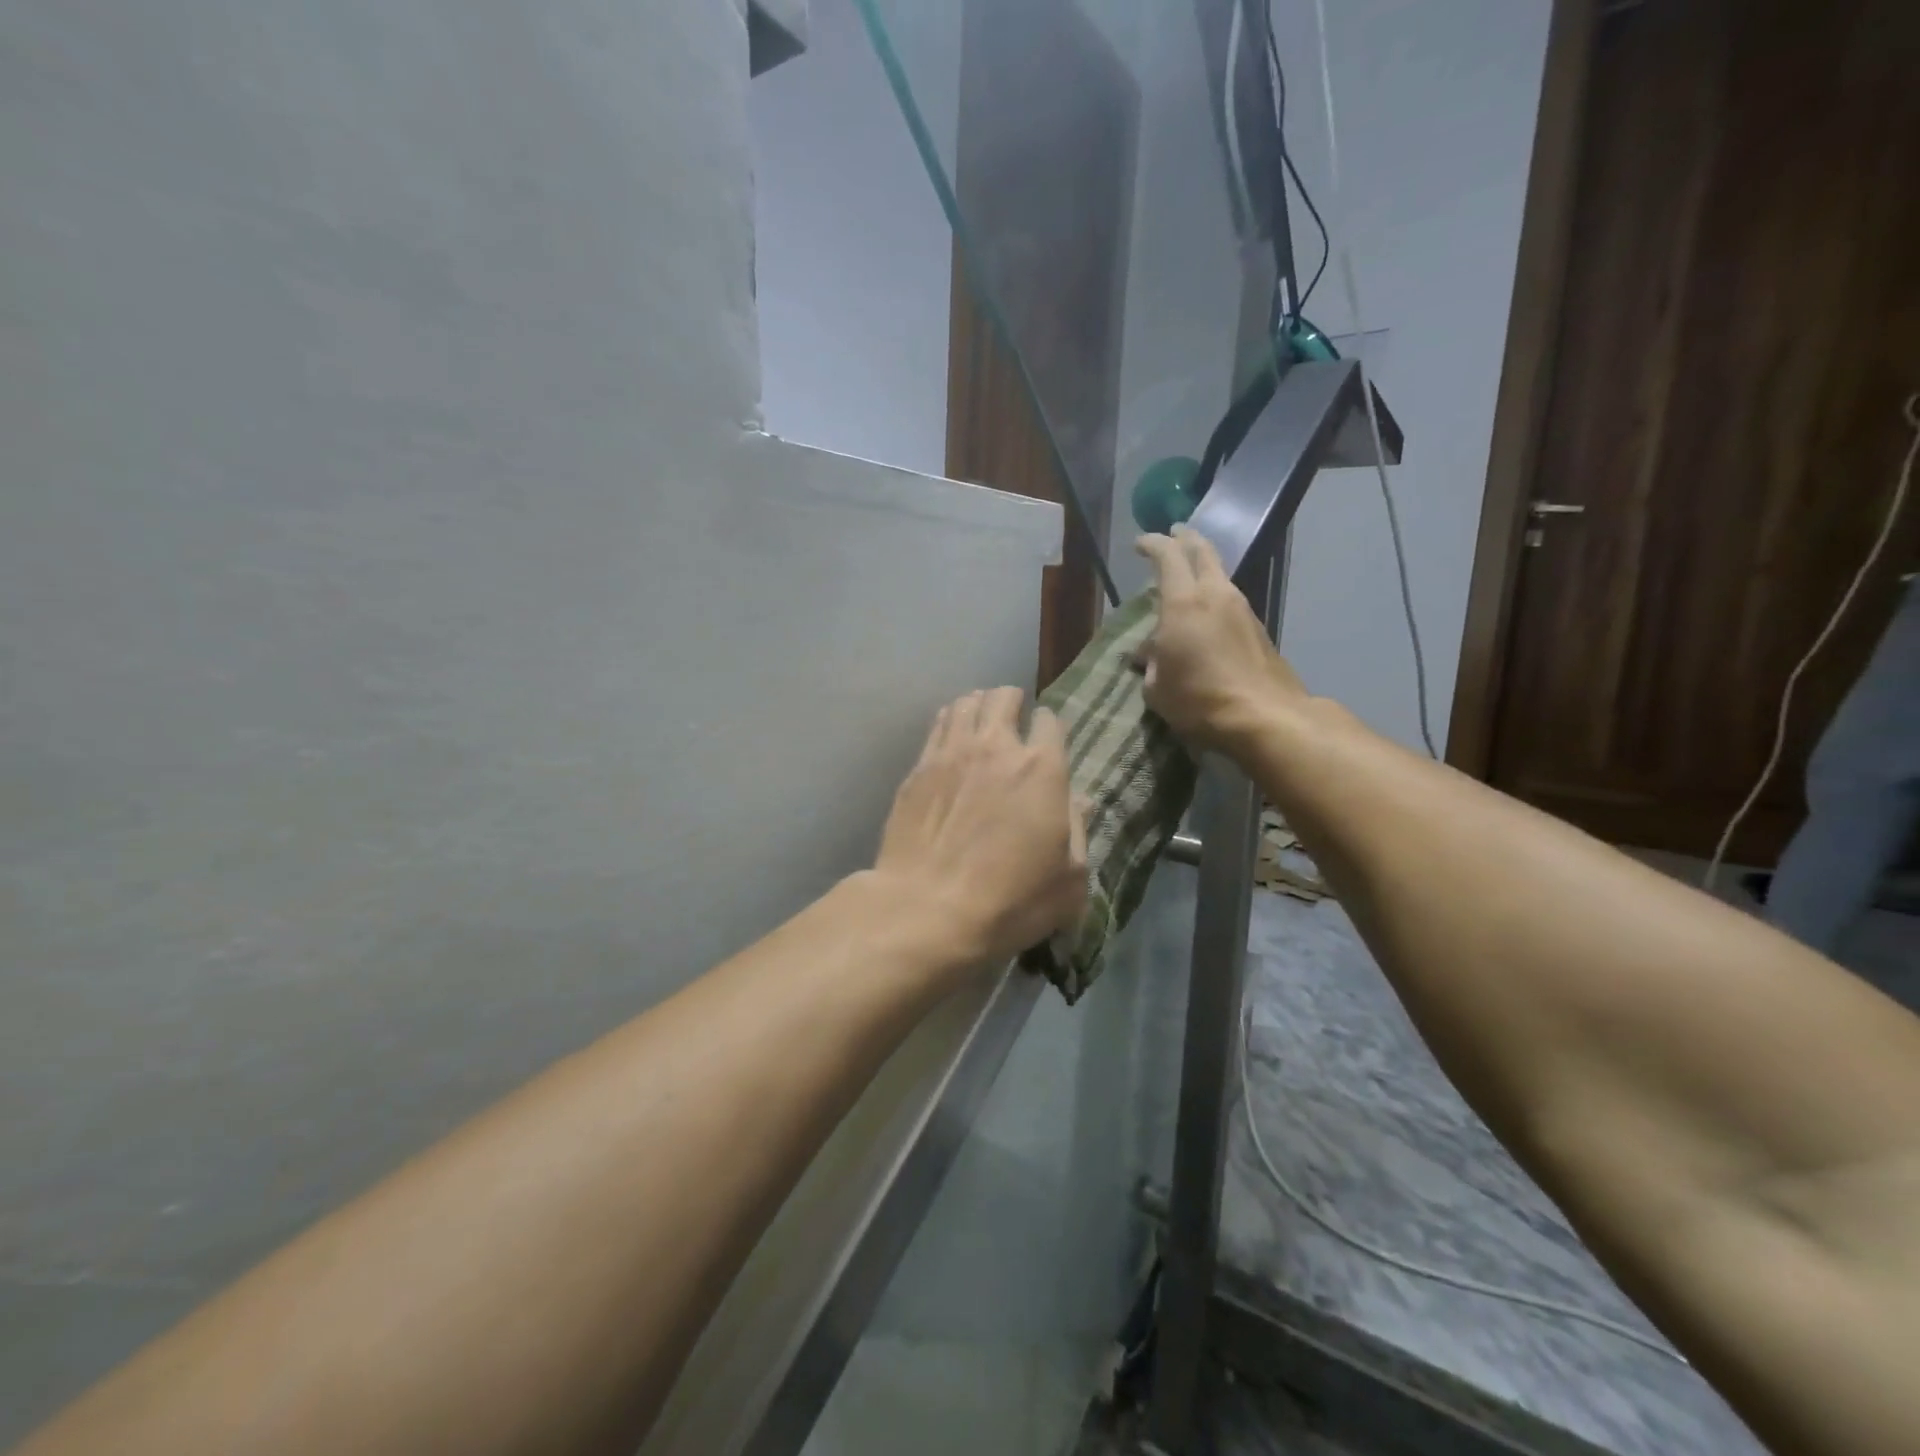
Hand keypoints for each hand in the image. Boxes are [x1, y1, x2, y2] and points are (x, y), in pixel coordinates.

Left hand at [875, 687, 1088, 966]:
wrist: (928, 909)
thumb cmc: (1011, 901)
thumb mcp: (1068, 880)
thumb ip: (1078, 831)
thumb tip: (1082, 800)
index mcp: (1042, 769)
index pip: (1050, 721)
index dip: (1050, 727)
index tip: (1047, 739)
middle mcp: (997, 747)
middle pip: (1003, 698)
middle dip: (1012, 702)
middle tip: (1013, 721)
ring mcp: (951, 753)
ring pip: (966, 703)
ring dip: (978, 706)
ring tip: (981, 723)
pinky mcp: (918, 768)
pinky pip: (937, 725)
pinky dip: (949, 721)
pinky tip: (950, 737)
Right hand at [1135, 526, 1307, 750]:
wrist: (1264, 716)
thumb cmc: (1199, 700)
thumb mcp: (1158, 688)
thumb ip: (1152, 663)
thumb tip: (1150, 653)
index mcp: (1184, 603)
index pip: (1168, 556)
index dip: (1153, 544)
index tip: (1141, 542)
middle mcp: (1216, 595)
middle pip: (1203, 551)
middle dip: (1186, 539)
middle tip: (1174, 534)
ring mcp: (1242, 609)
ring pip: (1220, 575)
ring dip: (1203, 570)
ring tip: (1187, 579)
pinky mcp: (1258, 628)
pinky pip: (1230, 601)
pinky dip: (1214, 597)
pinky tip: (1206, 616)